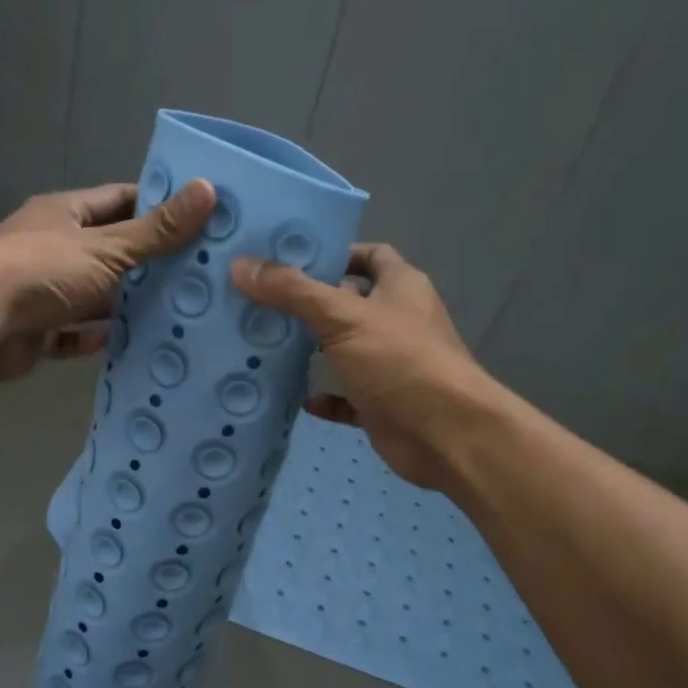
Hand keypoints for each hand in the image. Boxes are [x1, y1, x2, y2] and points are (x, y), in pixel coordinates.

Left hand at [0, 179, 215, 381]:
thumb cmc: (41, 272)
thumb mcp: (107, 248)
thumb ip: (157, 230)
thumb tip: (209, 190)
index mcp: (64, 213)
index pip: (119, 200)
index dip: (156, 206)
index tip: (197, 219)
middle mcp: (52, 246)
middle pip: (109, 250)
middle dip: (147, 262)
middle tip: (196, 274)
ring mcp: (42, 289)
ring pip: (92, 295)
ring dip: (123, 304)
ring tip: (174, 313)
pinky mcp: (36, 330)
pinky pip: (73, 333)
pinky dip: (95, 338)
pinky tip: (126, 343)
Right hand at [231, 244, 494, 490]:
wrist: (446, 436)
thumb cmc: (400, 362)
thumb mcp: (343, 317)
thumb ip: (292, 291)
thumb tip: (241, 266)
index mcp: (400, 287)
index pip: (369, 255)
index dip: (334, 252)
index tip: (287, 258)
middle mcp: (397, 321)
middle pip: (348, 303)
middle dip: (308, 303)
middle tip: (258, 300)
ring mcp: (389, 366)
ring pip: (344, 351)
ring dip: (311, 351)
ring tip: (262, 343)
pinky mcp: (381, 405)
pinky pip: (346, 397)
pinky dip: (323, 397)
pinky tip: (294, 397)